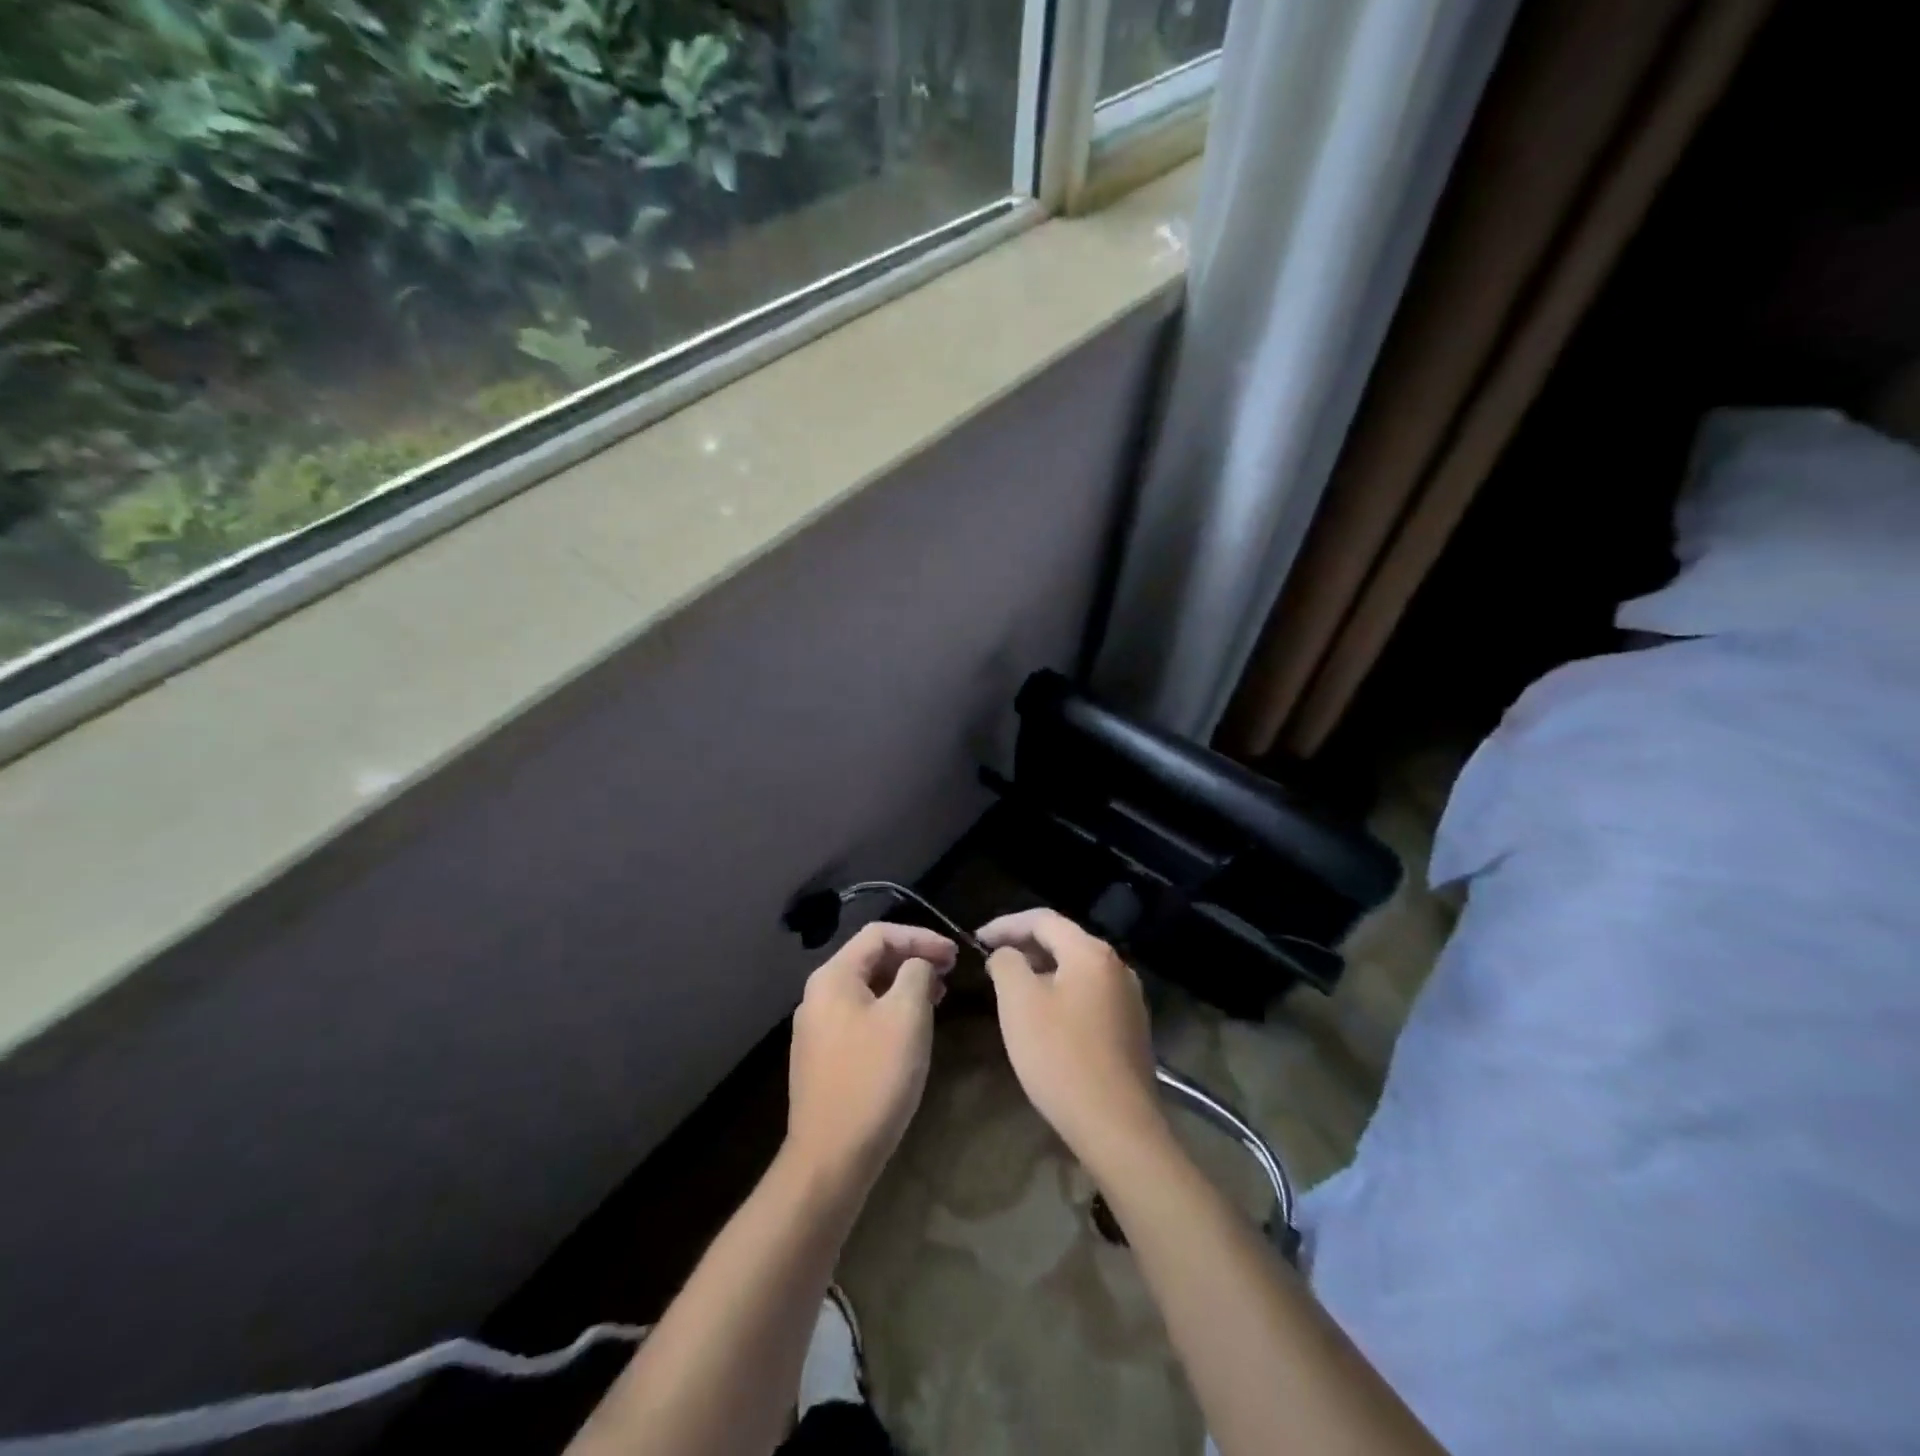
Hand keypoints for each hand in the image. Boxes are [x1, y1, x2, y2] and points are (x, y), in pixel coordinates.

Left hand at [786, 921, 956, 1192]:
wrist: (831, 1156)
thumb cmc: (874, 1078)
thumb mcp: (907, 1016)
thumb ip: (917, 974)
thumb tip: (918, 964)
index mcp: (833, 977)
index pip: (879, 934)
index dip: (920, 937)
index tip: (954, 954)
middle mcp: (818, 995)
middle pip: (870, 959)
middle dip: (913, 959)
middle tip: (950, 971)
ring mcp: (817, 1027)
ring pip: (867, 989)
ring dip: (903, 985)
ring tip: (938, 997)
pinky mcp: (823, 1056)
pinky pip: (860, 1015)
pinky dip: (889, 1010)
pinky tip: (911, 1028)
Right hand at [978, 908, 1165, 1170]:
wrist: (1117, 1126)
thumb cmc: (1061, 1056)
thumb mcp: (1019, 1003)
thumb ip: (1007, 964)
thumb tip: (1007, 954)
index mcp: (1091, 952)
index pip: (1043, 919)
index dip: (1006, 924)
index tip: (976, 939)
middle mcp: (1117, 966)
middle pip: (1064, 941)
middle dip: (1024, 946)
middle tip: (992, 961)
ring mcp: (1129, 998)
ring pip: (1077, 969)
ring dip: (1043, 970)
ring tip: (1013, 987)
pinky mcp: (1131, 1028)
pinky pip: (1089, 994)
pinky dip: (1062, 993)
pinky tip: (1045, 1017)